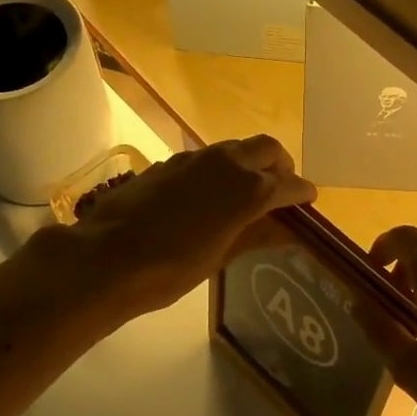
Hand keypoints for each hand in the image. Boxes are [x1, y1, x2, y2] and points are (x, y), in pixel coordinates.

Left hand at [57, 135, 316, 316]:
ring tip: (247, 192)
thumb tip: (286, 230)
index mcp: (248, 189)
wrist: (108, 256)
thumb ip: (256, 235)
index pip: (289, 184)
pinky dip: (222, 168)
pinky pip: (208, 157)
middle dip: (281, 165)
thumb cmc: (171, 268)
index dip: (302, 193)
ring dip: (250, 163)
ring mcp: (196, 158)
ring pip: (236, 147)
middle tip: (281, 189)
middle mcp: (227, 163)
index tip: (308, 201)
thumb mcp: (220, 257)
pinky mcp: (170, 162)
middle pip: (267, 149)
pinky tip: (210, 194)